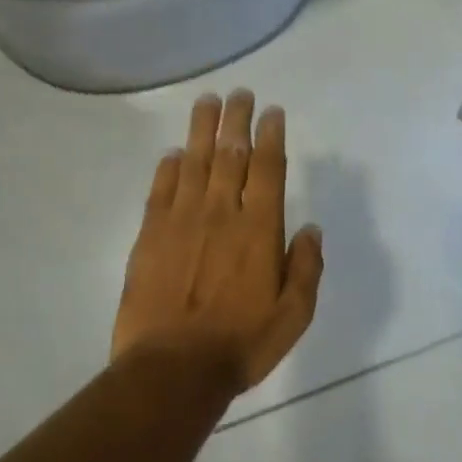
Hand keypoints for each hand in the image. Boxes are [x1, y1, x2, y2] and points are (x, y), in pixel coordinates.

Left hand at [112, 90, 323, 393]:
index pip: (268, 169)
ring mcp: (181, 221)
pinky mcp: (150, 236)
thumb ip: (306, 268)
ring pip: (193, 162)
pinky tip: (173, 154)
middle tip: (239, 93)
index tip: (271, 112)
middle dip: (236, 120)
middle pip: (230, 154)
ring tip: (206, 102)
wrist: (172, 368)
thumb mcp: (294, 315)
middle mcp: (221, 213)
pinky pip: (160, 190)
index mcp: (259, 229)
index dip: (271, 136)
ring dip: (201, 129)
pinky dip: (168, 168)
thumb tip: (312, 229)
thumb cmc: (241, 344)